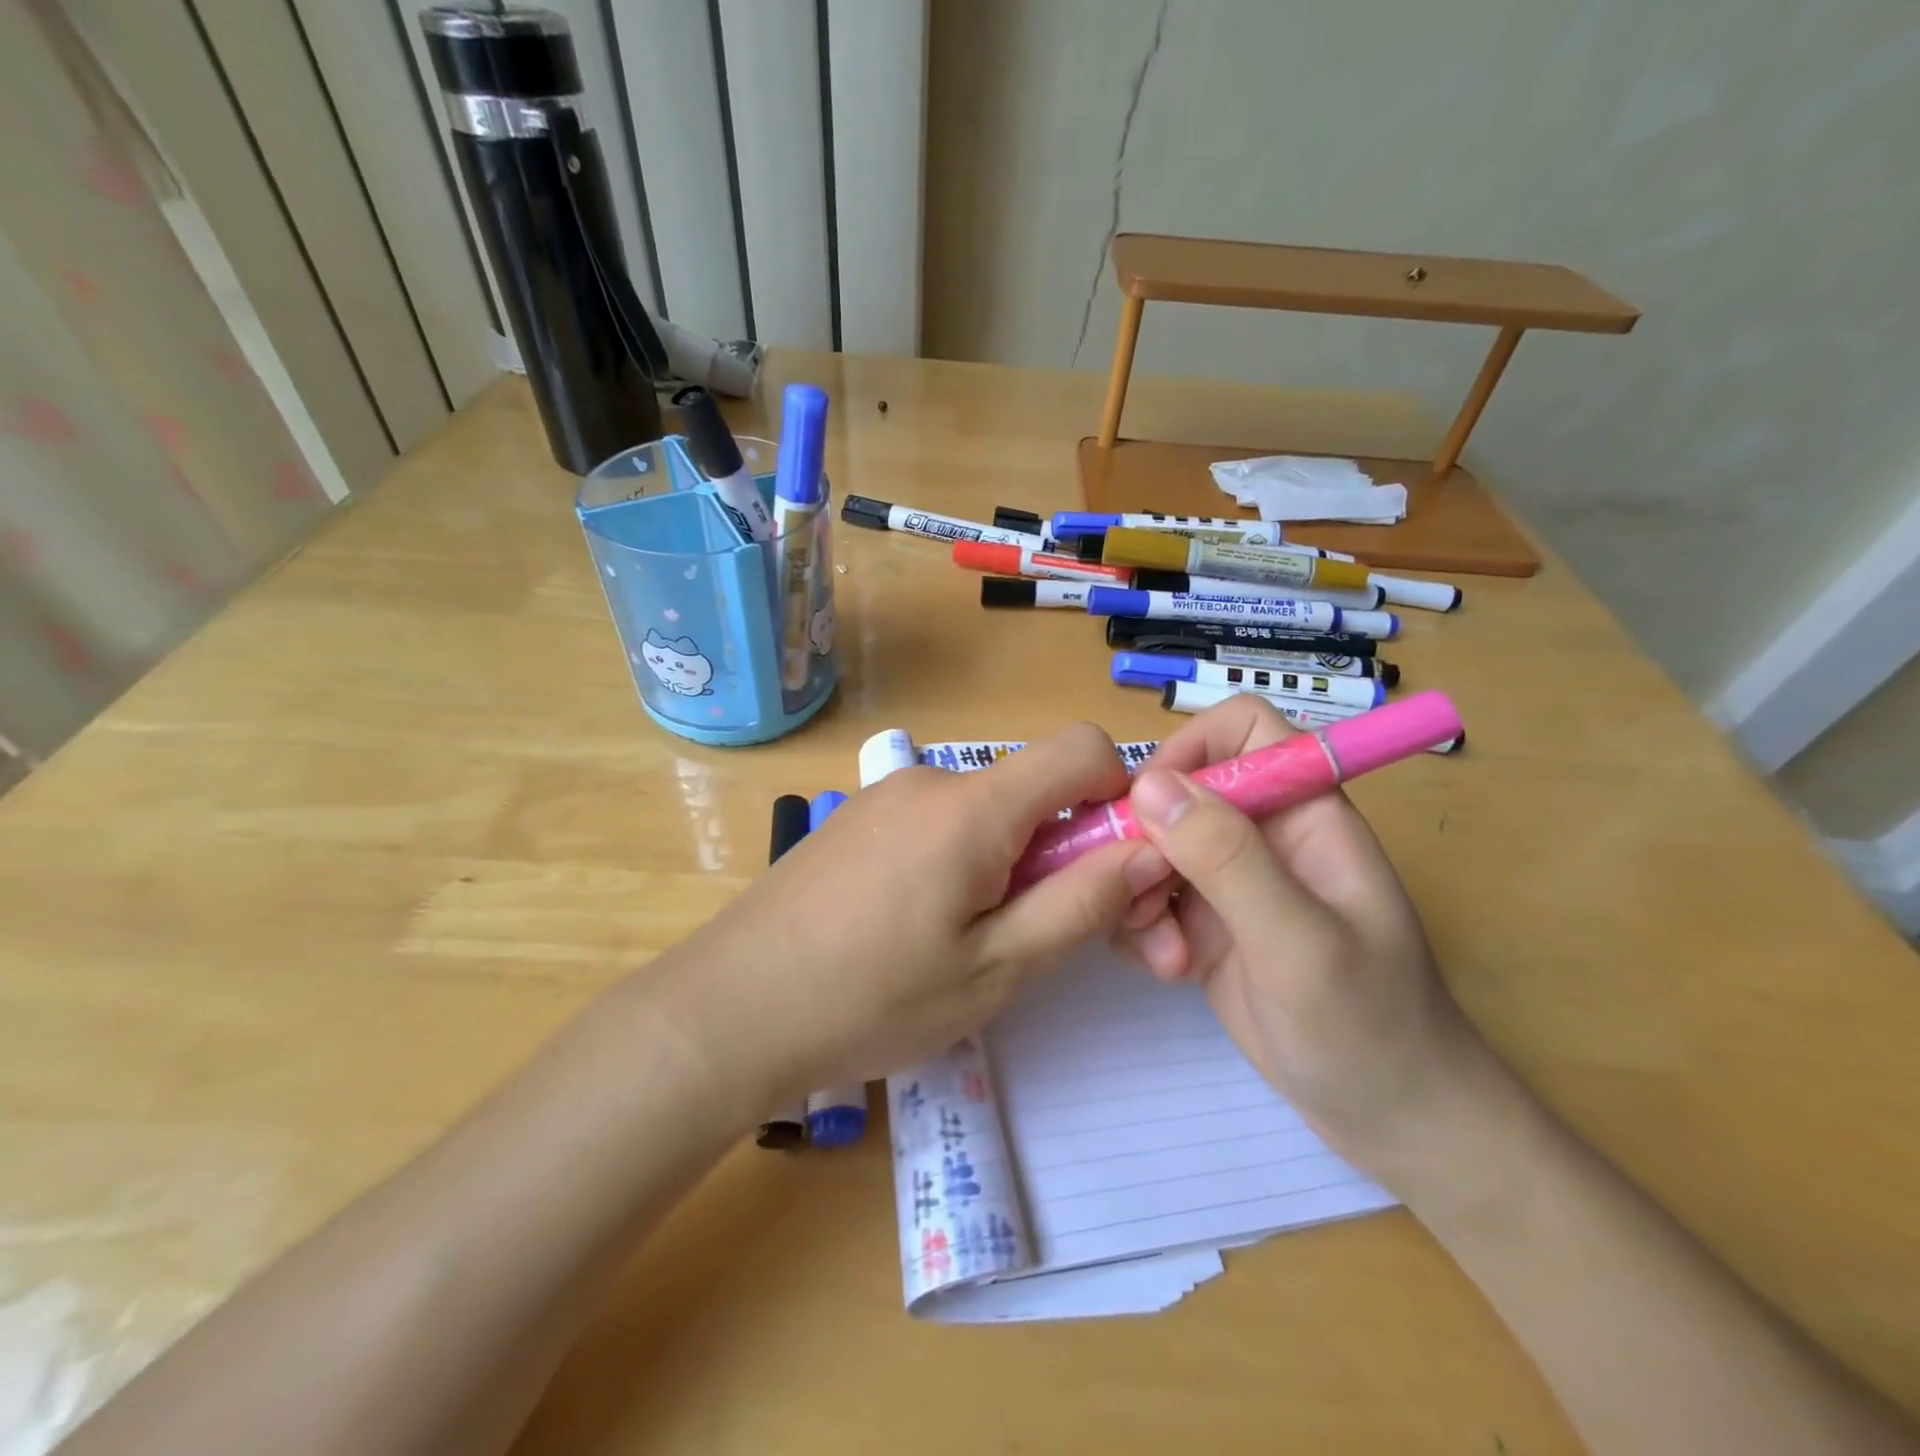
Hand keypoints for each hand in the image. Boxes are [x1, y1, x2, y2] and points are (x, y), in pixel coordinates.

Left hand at [664, 723, 1167, 1111]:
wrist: (728, 1010)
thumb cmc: (870, 999)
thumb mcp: (996, 968)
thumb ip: (1083, 903)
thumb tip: (1153, 850)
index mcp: (973, 806)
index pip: (1081, 747)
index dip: (1119, 794)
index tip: (1113, 863)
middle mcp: (930, 780)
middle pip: (1032, 786)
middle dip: (1062, 845)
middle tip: (1038, 931)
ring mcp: (886, 796)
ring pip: (985, 808)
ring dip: (1008, 860)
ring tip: (969, 940)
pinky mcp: (857, 820)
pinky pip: (938, 821)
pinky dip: (961, 859)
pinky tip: (919, 926)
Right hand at [1117, 695, 1489, 1173]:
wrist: (1389, 1120)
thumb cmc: (1369, 1026)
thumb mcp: (1299, 943)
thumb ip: (1227, 859)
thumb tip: (1150, 783)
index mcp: (1305, 812)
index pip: (1242, 730)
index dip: (1191, 749)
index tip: (1149, 805)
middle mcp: (1263, 834)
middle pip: (1179, 790)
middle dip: (1147, 840)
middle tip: (1144, 900)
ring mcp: (1231, 880)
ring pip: (1153, 845)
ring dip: (1139, 892)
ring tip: (1165, 953)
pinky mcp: (1206, 922)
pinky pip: (1149, 894)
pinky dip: (1142, 925)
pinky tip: (1167, 969)